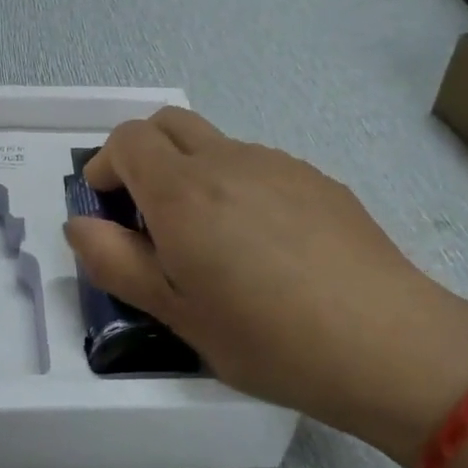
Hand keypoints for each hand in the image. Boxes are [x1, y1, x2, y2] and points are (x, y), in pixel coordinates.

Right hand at [63, 110, 467, 467]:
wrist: (388, 345)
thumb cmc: (268, 338)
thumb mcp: (176, 313)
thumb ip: (116, 261)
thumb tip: (79, 224)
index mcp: (184, 191)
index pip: (127, 138)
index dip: (106, 165)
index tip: (108, 207)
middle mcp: (228, 161)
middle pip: (167, 123)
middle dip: (142, 154)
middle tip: (147, 213)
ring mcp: (278, 164)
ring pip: (214, 144)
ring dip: (190, 171)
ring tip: (210, 239)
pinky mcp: (316, 178)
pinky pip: (257, 164)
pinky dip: (235, 184)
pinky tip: (263, 245)